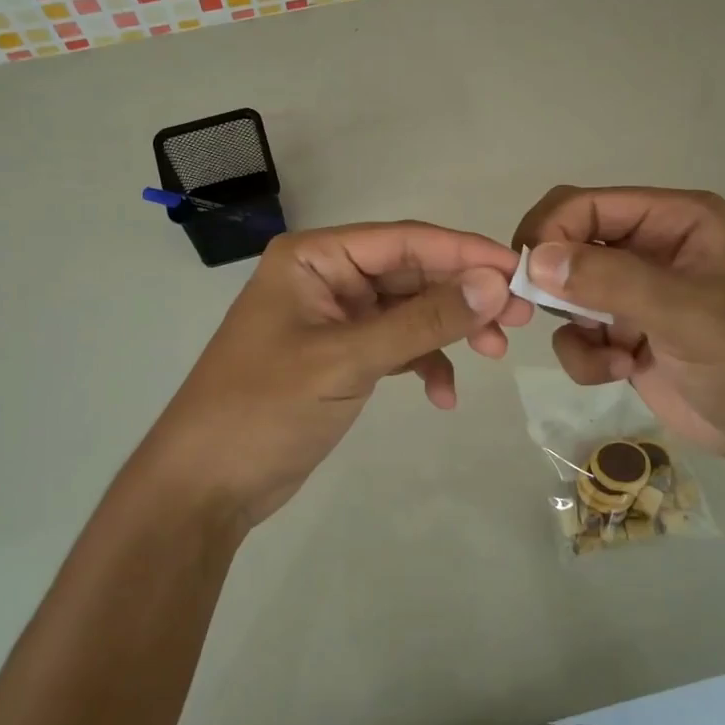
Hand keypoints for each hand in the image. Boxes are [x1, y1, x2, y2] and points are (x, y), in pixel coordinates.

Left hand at [137, 222, 532, 527]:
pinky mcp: (341, 356)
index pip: (403, 241)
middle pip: (411, 273)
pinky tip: (442, 396)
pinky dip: (423, 364)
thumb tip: (494, 284)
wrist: (207, 484)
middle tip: (518, 320)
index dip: (464, 252)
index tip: (518, 271)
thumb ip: (422, 321)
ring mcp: (334, 319)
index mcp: (315, 258)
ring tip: (493, 356)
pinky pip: (395, 346)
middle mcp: (326, 278)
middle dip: (463, 296)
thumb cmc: (265, 408)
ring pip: (408, 310)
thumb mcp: (348, 359)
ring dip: (449, 330)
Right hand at [513, 186, 724, 466]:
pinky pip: (574, 332)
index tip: (528, 273)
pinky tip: (621, 371)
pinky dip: (585, 356)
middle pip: (568, 241)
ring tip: (612, 355)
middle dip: (553, 280)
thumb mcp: (687, 314)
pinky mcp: (621, 333)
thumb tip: (536, 260)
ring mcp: (633, 291)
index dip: (552, 230)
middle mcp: (650, 247)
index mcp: (675, 219)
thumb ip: (611, 281)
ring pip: (564, 291)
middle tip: (544, 311)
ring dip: (575, 327)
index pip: (589, 204)